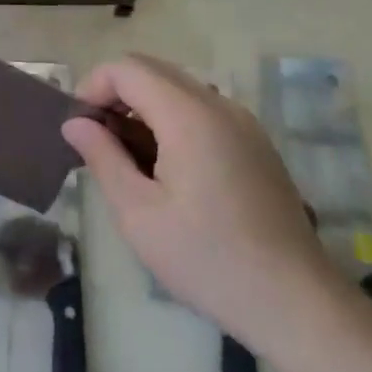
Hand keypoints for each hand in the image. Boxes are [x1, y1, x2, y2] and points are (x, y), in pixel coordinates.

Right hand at [63, 55, 338, 349]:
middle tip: (96, 141)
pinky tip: (167, 170)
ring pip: (178, 88)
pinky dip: (172, 120)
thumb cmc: (208, 260)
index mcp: (188, 115)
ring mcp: (243, 122)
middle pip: (153, 70)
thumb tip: (74, 123)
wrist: (296, 302)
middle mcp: (219, 104)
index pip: (127, 68)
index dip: (93, 86)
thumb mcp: (138, 214)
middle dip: (115, 94)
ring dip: (143, 107)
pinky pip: (202, 110)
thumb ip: (103, 158)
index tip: (79, 128)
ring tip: (128, 159)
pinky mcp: (256, 143)